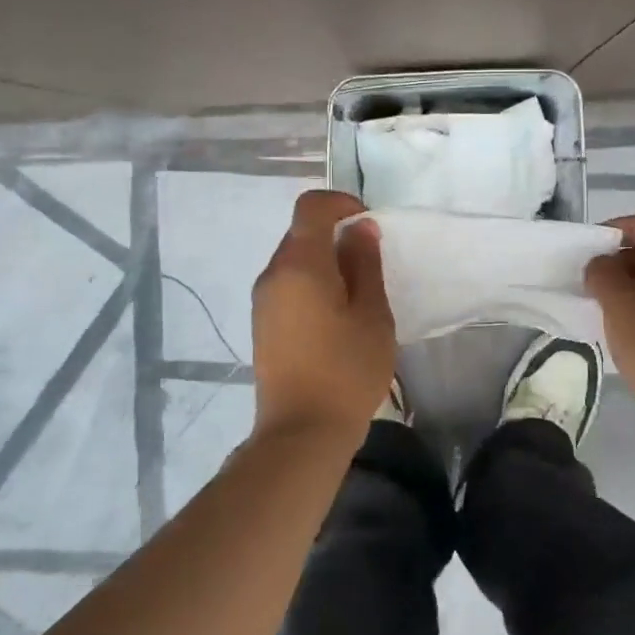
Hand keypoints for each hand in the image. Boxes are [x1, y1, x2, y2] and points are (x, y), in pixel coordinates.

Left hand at [250, 190, 395, 441]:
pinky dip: (313, 284)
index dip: (342, 203)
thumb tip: (360, 228)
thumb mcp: (372, 314)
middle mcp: (273, 274)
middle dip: (337, 236)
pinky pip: (289, 286)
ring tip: (358, 297)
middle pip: (302, 233)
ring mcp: (263, 301)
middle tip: (371, 265)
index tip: (369, 224)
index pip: (311, 207)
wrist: (302, 432)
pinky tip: (336, 318)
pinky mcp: (262, 324)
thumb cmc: (346, 370)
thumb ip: (365, 264)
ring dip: (326, 263)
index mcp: (299, 264)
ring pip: (295, 261)